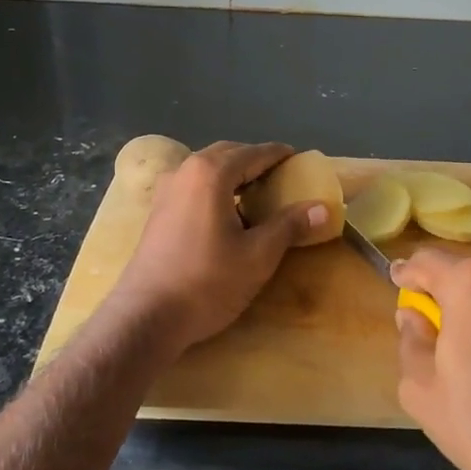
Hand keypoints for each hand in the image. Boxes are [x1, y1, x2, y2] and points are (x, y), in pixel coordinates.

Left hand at [110, 141, 328, 353]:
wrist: (147, 317)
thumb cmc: (207, 282)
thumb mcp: (258, 255)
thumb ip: (290, 225)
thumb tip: (323, 207)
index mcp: (211, 173)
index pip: (254, 153)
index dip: (280, 155)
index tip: (300, 160)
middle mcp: (185, 171)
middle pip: (228, 155)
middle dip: (256, 161)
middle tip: (283, 178)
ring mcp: (166, 191)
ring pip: (207, 169)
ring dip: (234, 175)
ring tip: (259, 195)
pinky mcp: (157, 212)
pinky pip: (194, 186)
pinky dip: (216, 189)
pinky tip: (228, 214)